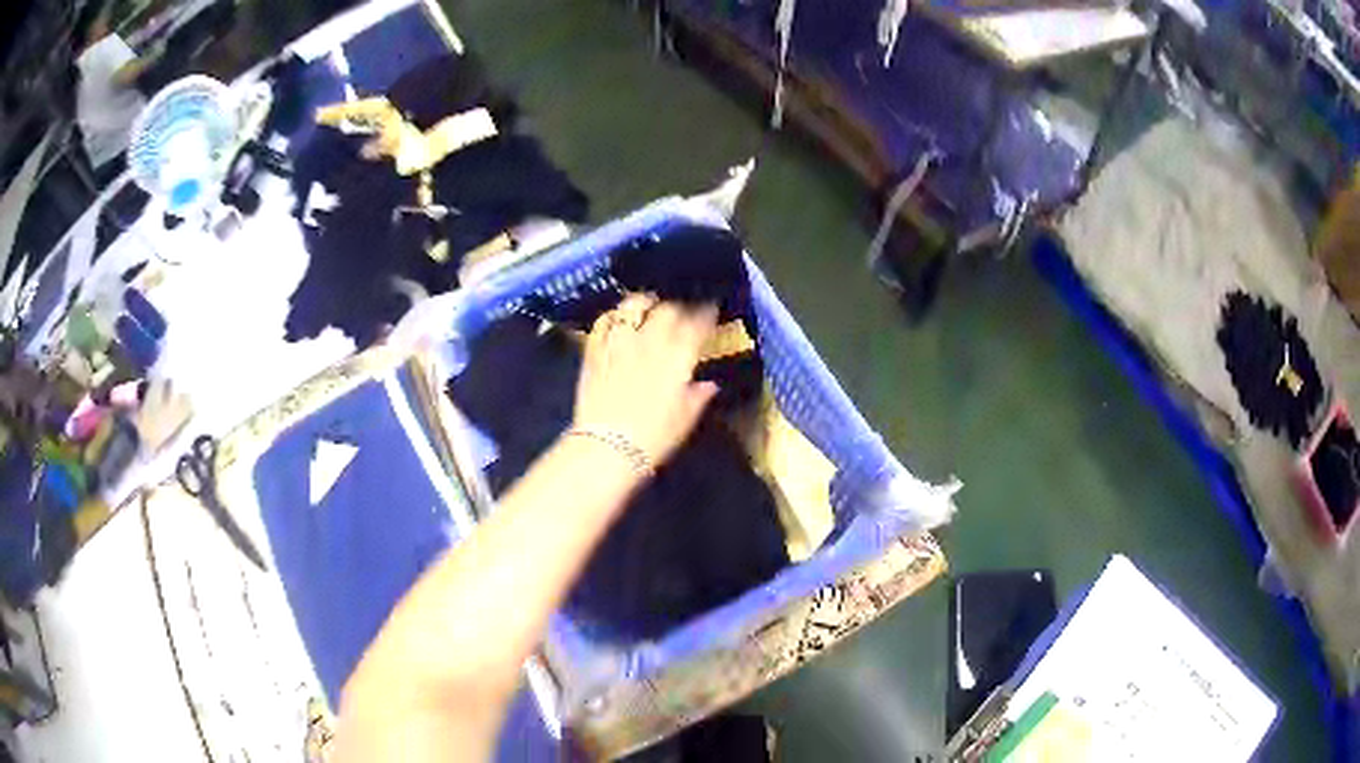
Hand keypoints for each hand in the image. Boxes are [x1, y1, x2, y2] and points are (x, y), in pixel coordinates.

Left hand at [573, 294, 719, 466]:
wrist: (607, 447)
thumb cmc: (653, 437)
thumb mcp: (684, 419)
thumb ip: (698, 396)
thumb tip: (709, 384)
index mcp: (678, 357)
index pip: (697, 324)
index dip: (706, 314)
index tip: (711, 309)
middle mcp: (649, 342)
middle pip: (667, 309)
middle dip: (678, 306)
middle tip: (682, 310)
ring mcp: (619, 344)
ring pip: (632, 307)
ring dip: (644, 302)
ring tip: (648, 304)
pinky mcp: (594, 352)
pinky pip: (602, 323)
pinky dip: (612, 317)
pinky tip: (616, 320)